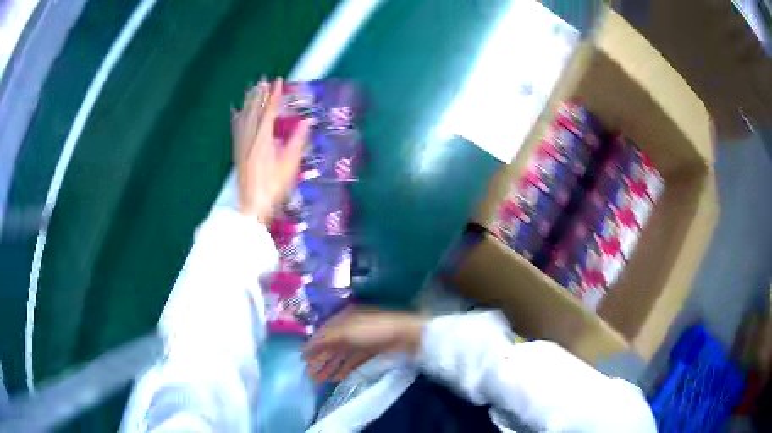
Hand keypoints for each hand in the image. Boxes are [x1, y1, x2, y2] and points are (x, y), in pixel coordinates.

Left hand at [231, 78, 310, 222]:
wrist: (253, 205)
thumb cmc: (274, 187)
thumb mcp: (290, 165)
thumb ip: (297, 141)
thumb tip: (306, 122)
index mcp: (264, 140)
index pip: (269, 111)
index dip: (274, 95)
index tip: (277, 81)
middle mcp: (250, 138)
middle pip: (254, 111)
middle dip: (259, 94)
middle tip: (263, 80)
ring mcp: (242, 145)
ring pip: (244, 117)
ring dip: (248, 102)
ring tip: (252, 89)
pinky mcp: (237, 152)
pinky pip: (236, 129)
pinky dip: (236, 117)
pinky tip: (235, 110)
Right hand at [302, 308, 425, 381]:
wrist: (408, 335)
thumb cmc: (375, 330)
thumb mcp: (347, 332)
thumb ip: (327, 339)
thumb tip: (307, 347)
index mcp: (344, 319)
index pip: (324, 333)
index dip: (312, 346)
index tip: (302, 359)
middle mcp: (351, 328)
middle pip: (331, 346)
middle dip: (320, 360)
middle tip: (309, 375)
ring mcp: (362, 340)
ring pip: (341, 355)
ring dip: (330, 367)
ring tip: (320, 380)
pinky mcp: (372, 351)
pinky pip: (353, 361)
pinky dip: (344, 369)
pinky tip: (336, 378)